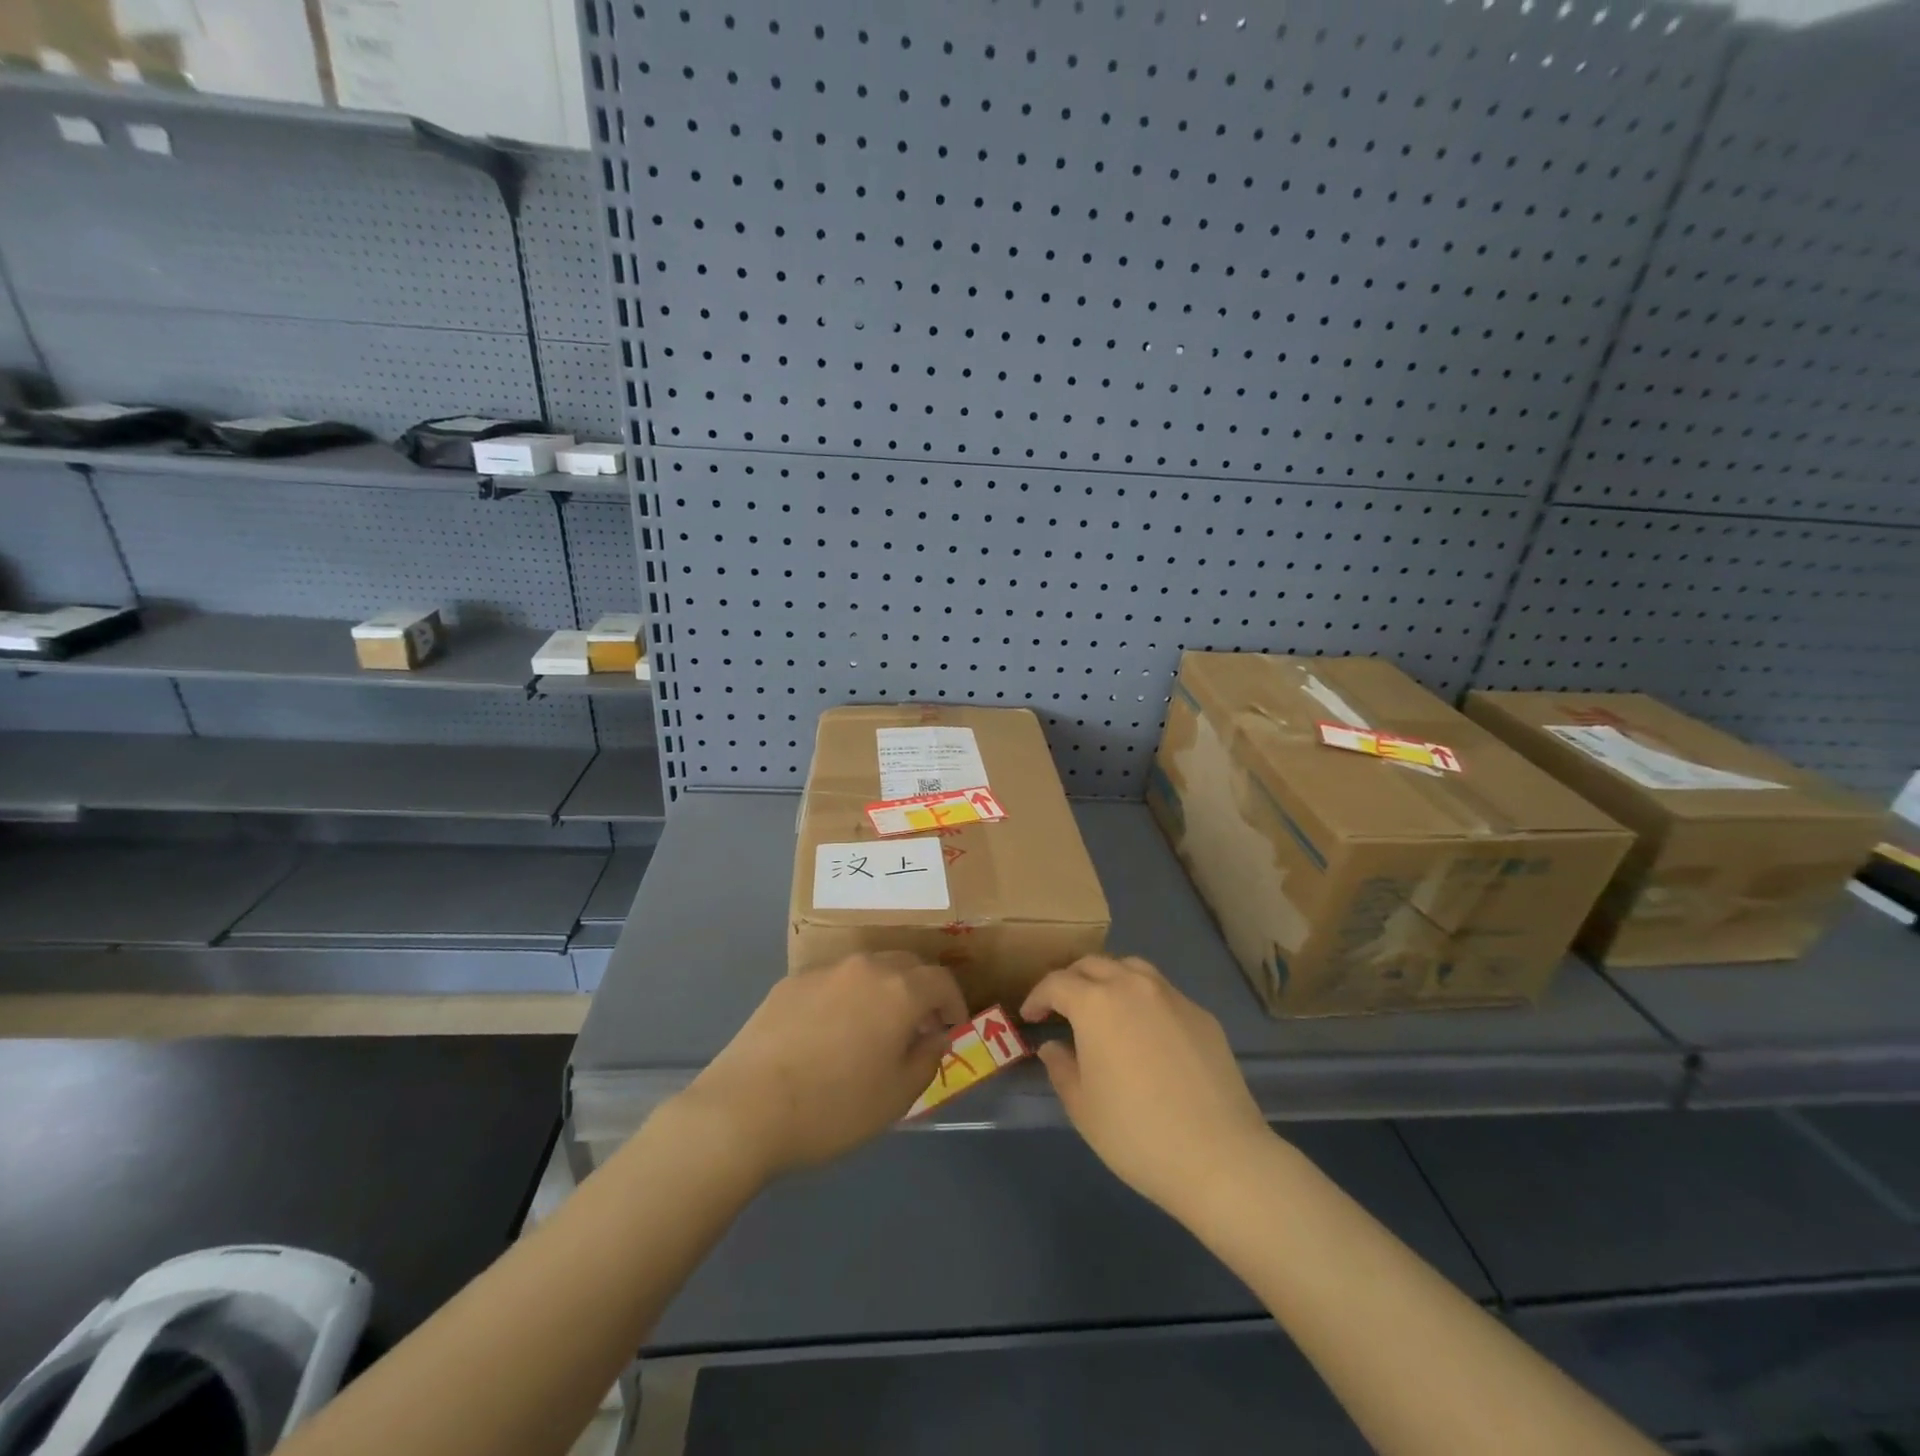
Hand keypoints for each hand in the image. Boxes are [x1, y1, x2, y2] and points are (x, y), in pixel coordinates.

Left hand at [673, 952, 965, 1181]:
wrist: (744, 1109)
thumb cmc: (833, 1107)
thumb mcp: (896, 1096)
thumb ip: (926, 1058)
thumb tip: (935, 1035)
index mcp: (899, 990)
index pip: (941, 980)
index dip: (953, 1003)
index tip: (950, 1029)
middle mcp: (865, 967)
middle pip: (906, 964)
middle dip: (920, 990)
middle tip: (917, 1026)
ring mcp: (824, 971)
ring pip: (868, 968)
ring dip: (882, 990)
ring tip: (873, 1028)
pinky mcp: (790, 982)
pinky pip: (833, 981)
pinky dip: (846, 997)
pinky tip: (830, 1033)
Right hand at [1022, 955, 1271, 1216]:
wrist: (1219, 1156)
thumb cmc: (1136, 1134)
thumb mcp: (1082, 1107)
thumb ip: (1061, 1068)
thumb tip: (1053, 1047)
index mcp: (1095, 1003)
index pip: (1056, 983)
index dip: (1037, 996)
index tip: (1030, 1016)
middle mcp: (1132, 986)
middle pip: (1093, 964)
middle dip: (1071, 980)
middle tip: (1061, 1008)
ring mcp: (1171, 996)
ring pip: (1131, 968)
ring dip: (1108, 979)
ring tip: (1103, 1007)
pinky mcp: (1201, 1014)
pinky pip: (1162, 992)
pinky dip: (1143, 999)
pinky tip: (1145, 1031)